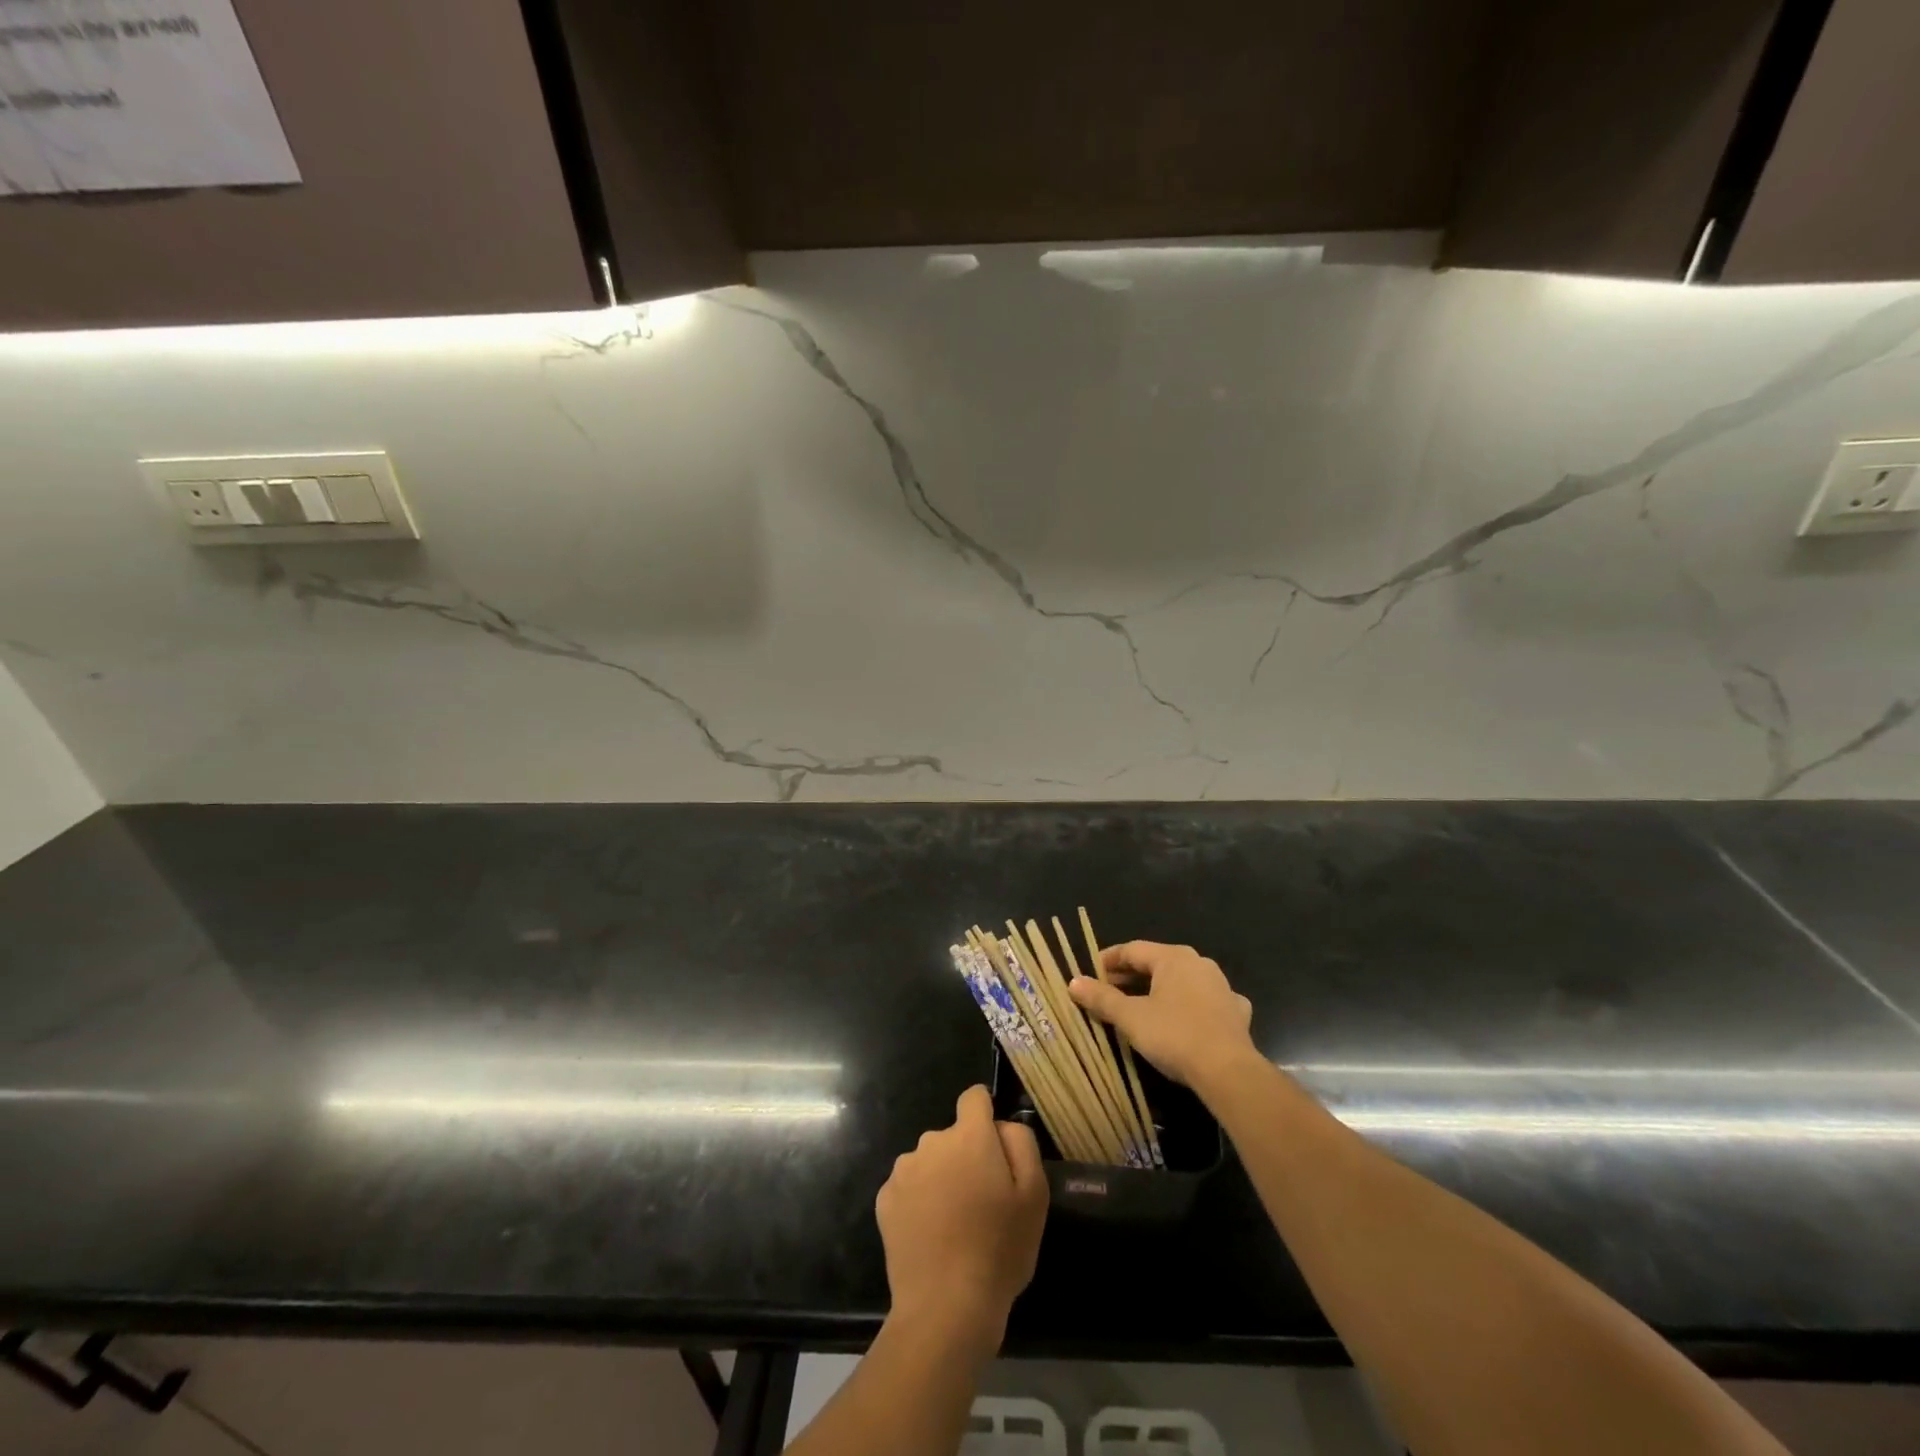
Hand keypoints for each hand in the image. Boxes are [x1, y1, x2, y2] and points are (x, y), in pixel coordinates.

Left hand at [875, 1085, 1048, 1339]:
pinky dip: (920, 1201)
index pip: (974, 1097)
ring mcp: (904, 1170)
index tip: (994, 1145)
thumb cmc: (999, 1249)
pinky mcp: (885, 1200)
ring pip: (930, 1161)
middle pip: (953, 1136)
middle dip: (967, 1156)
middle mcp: (931, 1141)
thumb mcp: (1034, 1195)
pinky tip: (931, 1235)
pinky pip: (909, 1187)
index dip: (986, 1113)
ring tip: (955, 1223)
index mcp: (969, 1136)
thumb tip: (1001, 1125)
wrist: (945, 1307)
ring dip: (942, 1178)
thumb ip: (1021, 1144)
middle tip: (982, 1201)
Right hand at [1069, 941, 1255, 1088]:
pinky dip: (1189, 1006)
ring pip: (1182, 981)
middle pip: (1156, 963)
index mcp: (1173, 957)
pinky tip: (1186, 1018)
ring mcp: (1221, 986)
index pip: (1132, 950)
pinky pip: (1205, 1001)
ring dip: (1159, 990)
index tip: (1089, 973)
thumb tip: (1073, 982)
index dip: (1107, 960)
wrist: (1229, 1072)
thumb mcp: (1130, 1017)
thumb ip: (1102, 998)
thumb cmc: (1174, 1035)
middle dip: (1130, 977)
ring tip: (1140, 1006)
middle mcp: (1199, 963)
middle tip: (1107, 992)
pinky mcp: (1235, 1012)